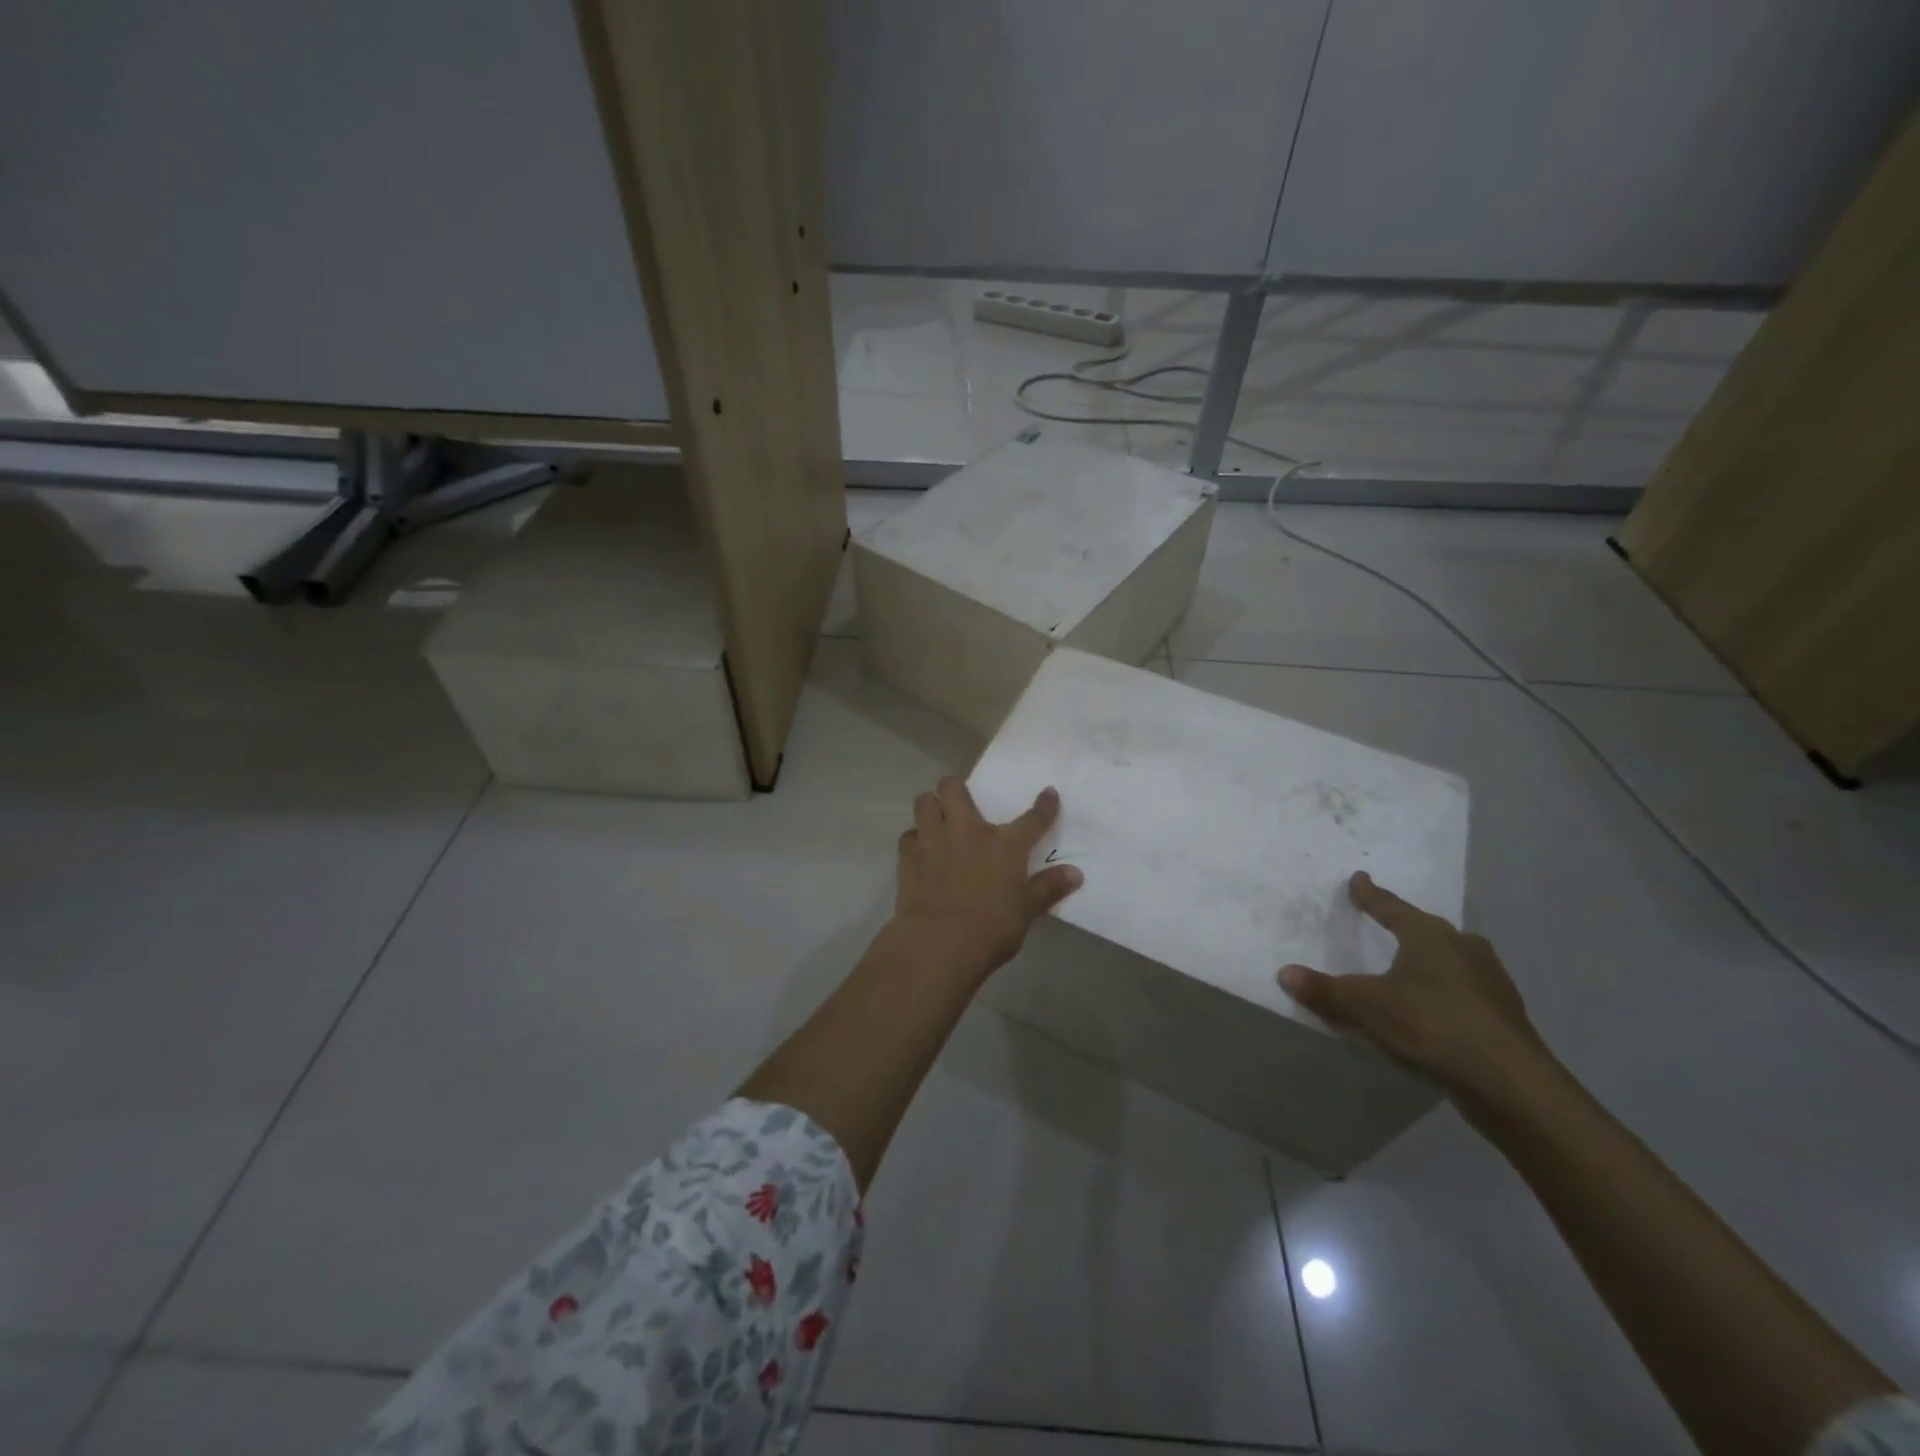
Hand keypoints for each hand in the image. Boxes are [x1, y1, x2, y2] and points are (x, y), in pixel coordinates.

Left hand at [892, 777, 1083, 979]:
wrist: (941, 941)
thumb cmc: (992, 927)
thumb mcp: (1027, 910)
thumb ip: (1048, 888)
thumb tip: (1076, 873)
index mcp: (1005, 844)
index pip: (1032, 819)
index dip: (1044, 805)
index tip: (1048, 793)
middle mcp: (967, 830)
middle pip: (954, 788)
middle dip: (956, 787)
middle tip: (960, 800)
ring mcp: (934, 839)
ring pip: (924, 802)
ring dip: (930, 806)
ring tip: (936, 819)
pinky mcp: (908, 857)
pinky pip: (908, 835)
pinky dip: (914, 839)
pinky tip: (920, 851)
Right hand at [1277, 872, 1551, 1103]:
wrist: (1510, 1084)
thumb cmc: (1432, 1026)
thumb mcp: (1366, 1007)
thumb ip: (1325, 991)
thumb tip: (1284, 974)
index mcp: (1429, 936)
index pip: (1391, 907)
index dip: (1370, 895)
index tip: (1359, 879)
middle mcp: (1463, 948)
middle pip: (1428, 930)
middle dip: (1407, 927)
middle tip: (1388, 924)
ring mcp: (1491, 981)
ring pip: (1453, 959)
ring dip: (1432, 960)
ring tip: (1412, 968)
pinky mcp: (1505, 1014)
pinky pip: (1466, 990)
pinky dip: (1447, 992)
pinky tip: (1438, 1009)